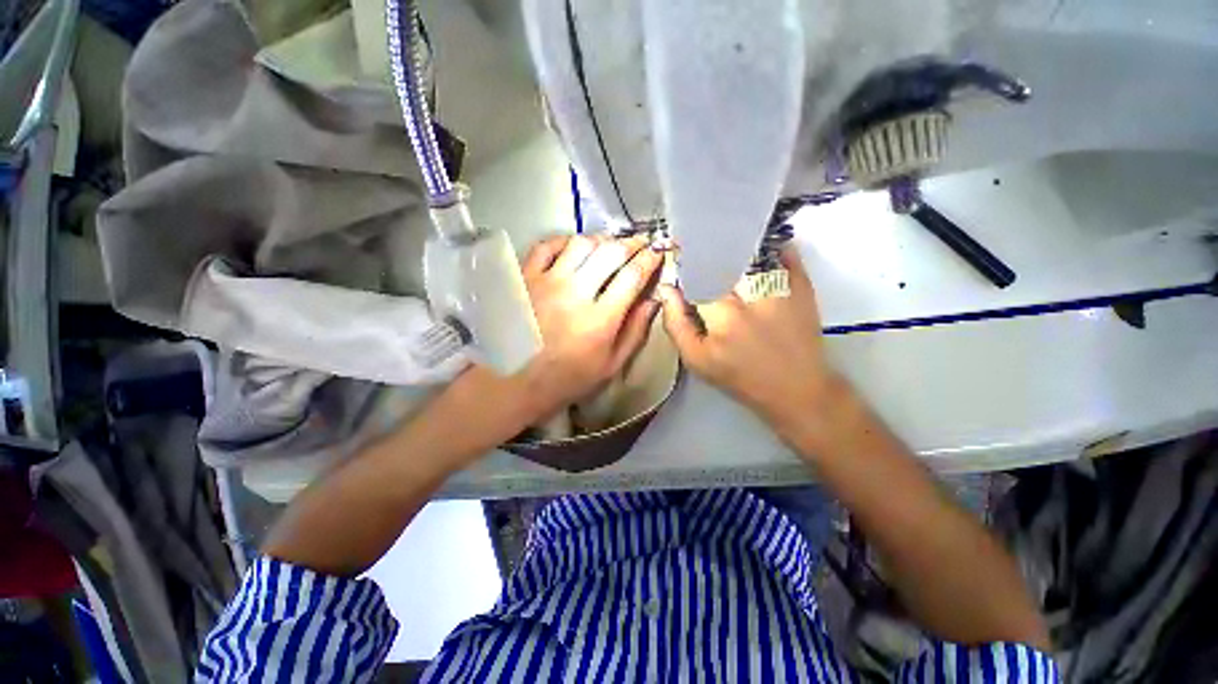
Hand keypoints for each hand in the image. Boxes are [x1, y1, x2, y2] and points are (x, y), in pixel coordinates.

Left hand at [507, 234, 662, 422]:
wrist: (517, 382)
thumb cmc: (569, 377)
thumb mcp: (611, 364)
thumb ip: (635, 331)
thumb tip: (653, 300)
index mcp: (600, 319)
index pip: (632, 276)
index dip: (649, 259)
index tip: (657, 252)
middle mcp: (575, 293)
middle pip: (610, 252)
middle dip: (631, 243)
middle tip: (639, 243)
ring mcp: (546, 282)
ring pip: (581, 243)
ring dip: (601, 240)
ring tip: (609, 246)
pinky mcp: (524, 278)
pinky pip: (546, 246)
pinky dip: (564, 241)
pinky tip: (573, 248)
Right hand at [659, 247, 846, 443]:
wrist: (796, 388)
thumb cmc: (739, 376)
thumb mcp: (696, 359)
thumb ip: (676, 323)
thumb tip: (666, 290)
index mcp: (721, 312)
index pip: (695, 272)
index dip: (684, 261)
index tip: (678, 255)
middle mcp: (750, 293)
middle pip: (721, 257)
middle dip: (706, 252)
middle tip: (698, 250)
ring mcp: (780, 286)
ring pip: (749, 251)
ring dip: (734, 247)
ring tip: (724, 248)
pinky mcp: (802, 285)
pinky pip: (784, 252)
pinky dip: (769, 245)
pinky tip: (757, 248)